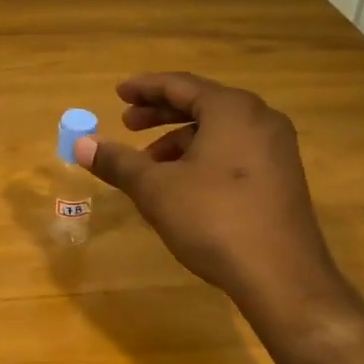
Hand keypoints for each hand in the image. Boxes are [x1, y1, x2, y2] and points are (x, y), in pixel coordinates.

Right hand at [76, 72, 363, 326]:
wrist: (282, 278)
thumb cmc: (214, 219)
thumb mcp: (155, 189)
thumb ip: (117, 161)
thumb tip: (80, 144)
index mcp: (232, 109)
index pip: (180, 85)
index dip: (144, 88)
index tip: (118, 94)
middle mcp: (260, 119)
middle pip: (201, 104)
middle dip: (160, 114)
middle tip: (127, 124)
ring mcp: (277, 149)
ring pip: (219, 130)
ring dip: (179, 140)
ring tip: (149, 164)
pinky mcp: (283, 177)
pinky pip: (235, 150)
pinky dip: (203, 156)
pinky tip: (182, 185)